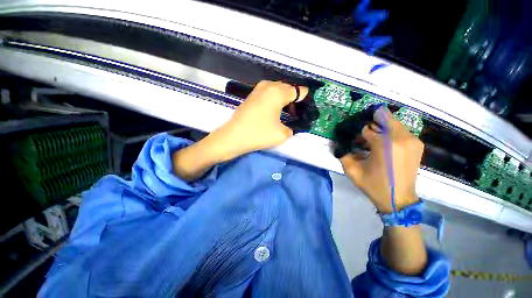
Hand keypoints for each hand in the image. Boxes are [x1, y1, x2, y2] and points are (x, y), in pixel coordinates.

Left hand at [205, 80, 308, 160]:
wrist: (233, 137)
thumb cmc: (259, 134)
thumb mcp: (282, 134)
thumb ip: (292, 128)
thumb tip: (290, 126)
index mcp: (278, 92)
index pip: (299, 91)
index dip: (304, 99)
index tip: (306, 109)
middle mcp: (268, 86)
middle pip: (288, 89)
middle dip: (294, 99)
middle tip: (296, 113)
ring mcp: (258, 89)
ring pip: (278, 90)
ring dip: (284, 100)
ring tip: (286, 113)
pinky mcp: (252, 96)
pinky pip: (269, 94)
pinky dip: (274, 100)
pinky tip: (274, 112)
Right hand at [339, 107, 423, 212]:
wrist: (399, 200)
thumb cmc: (374, 185)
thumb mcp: (352, 170)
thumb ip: (343, 154)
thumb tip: (339, 143)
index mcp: (386, 144)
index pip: (367, 128)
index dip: (358, 133)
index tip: (354, 140)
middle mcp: (402, 138)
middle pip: (384, 118)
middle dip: (371, 124)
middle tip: (364, 137)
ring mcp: (413, 140)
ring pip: (393, 123)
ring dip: (381, 128)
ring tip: (373, 141)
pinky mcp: (417, 144)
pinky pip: (401, 130)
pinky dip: (390, 133)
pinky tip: (384, 145)